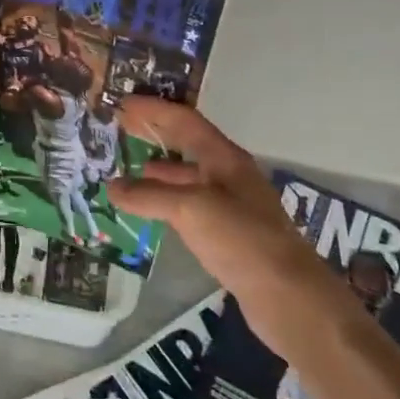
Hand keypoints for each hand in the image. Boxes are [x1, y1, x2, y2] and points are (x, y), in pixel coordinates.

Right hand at [109, 97, 357, 360]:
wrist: (287, 295)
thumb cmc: (241, 239)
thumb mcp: (191, 209)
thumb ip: (149, 196)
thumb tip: (112, 187)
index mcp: (225, 158)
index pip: (184, 121)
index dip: (154, 109)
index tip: (122, 103)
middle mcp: (229, 175)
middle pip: (188, 144)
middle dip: (156, 134)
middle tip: (121, 128)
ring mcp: (231, 205)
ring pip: (188, 177)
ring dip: (159, 169)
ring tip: (128, 171)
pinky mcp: (229, 234)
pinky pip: (190, 205)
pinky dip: (166, 200)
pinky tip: (151, 210)